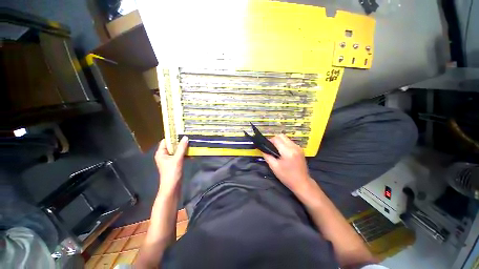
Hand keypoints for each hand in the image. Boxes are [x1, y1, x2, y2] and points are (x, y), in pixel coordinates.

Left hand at [155, 136, 188, 195]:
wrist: (172, 187)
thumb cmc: (172, 173)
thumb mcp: (177, 159)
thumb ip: (181, 148)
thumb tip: (185, 137)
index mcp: (161, 153)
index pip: (165, 141)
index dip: (172, 137)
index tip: (181, 132)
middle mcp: (164, 155)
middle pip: (172, 145)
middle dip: (180, 142)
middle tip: (188, 137)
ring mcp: (169, 159)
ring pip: (176, 150)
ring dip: (183, 148)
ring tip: (191, 143)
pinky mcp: (174, 163)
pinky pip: (179, 155)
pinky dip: (184, 153)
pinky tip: (191, 152)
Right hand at [262, 134, 313, 193]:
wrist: (302, 183)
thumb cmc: (287, 177)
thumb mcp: (274, 167)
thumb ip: (267, 156)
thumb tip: (262, 149)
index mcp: (287, 152)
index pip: (276, 139)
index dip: (269, 141)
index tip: (266, 146)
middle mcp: (294, 147)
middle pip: (282, 136)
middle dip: (274, 139)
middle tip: (271, 147)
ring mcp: (298, 148)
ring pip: (286, 138)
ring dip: (280, 141)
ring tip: (276, 150)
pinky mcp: (300, 149)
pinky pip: (290, 142)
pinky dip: (284, 144)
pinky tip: (283, 152)